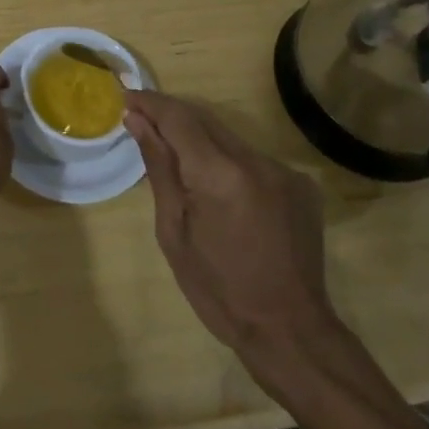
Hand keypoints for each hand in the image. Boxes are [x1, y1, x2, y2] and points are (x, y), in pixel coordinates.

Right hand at [125, 91, 339, 382]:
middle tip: (142, 121)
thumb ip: (159, 168)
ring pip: (230, 138)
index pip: (178, 117)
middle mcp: (255, 160)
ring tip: (177, 159)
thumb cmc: (218, 290)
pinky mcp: (301, 184)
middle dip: (172, 117)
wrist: (289, 331)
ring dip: (201, 141)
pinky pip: (253, 159)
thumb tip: (137, 121)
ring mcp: (283, 170)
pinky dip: (229, 163)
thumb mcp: (173, 231)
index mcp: (219, 174)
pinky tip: (220, 190)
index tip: (126, 97)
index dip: (150, 103)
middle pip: (205, 120)